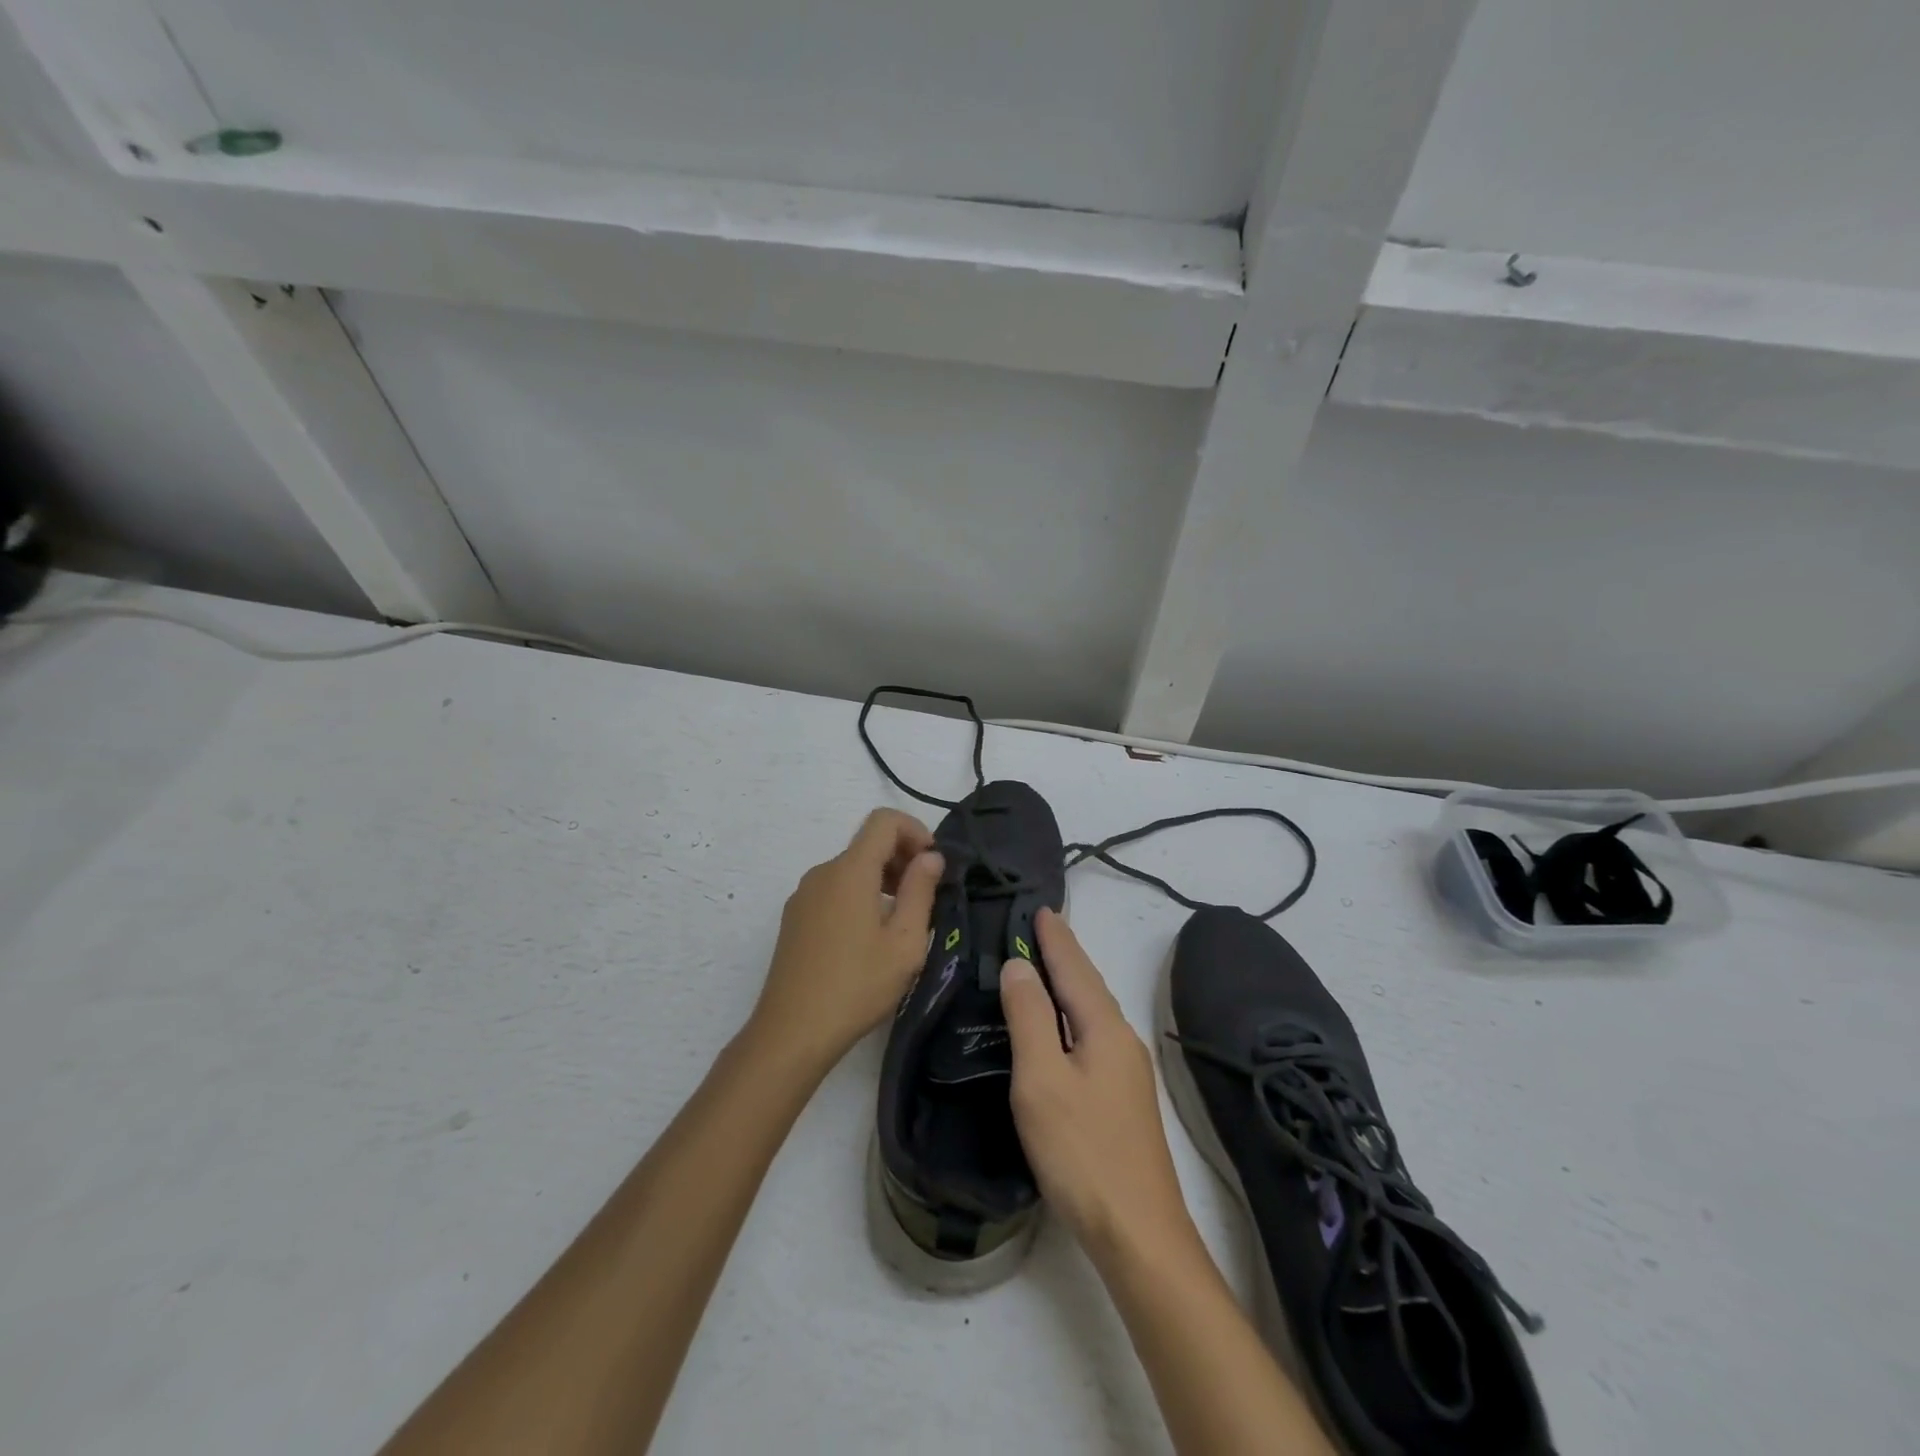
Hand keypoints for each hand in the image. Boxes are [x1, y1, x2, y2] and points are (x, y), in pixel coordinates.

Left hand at [752, 808, 943, 1072]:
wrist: (792, 1032)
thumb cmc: (857, 986)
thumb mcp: (904, 942)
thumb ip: (921, 891)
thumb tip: (931, 856)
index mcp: (850, 871)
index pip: (884, 820)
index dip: (915, 830)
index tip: (934, 864)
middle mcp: (823, 873)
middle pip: (867, 844)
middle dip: (902, 858)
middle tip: (926, 897)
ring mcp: (804, 895)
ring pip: (851, 868)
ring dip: (882, 879)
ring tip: (902, 922)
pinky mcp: (795, 918)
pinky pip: (834, 889)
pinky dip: (860, 895)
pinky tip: (870, 938)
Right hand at [1000, 910, 1197, 1265]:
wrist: (1139, 1234)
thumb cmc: (1082, 1151)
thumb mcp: (1042, 1080)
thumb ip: (1030, 1017)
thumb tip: (1019, 966)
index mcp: (1104, 1028)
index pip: (1074, 968)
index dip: (1055, 938)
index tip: (1040, 907)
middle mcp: (1122, 1040)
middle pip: (1088, 985)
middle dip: (1065, 954)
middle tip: (1040, 926)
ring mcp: (1127, 1072)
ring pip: (1092, 1011)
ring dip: (1070, 982)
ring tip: (1046, 964)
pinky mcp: (1123, 1099)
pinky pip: (1093, 1034)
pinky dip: (1073, 1014)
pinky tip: (1062, 1026)